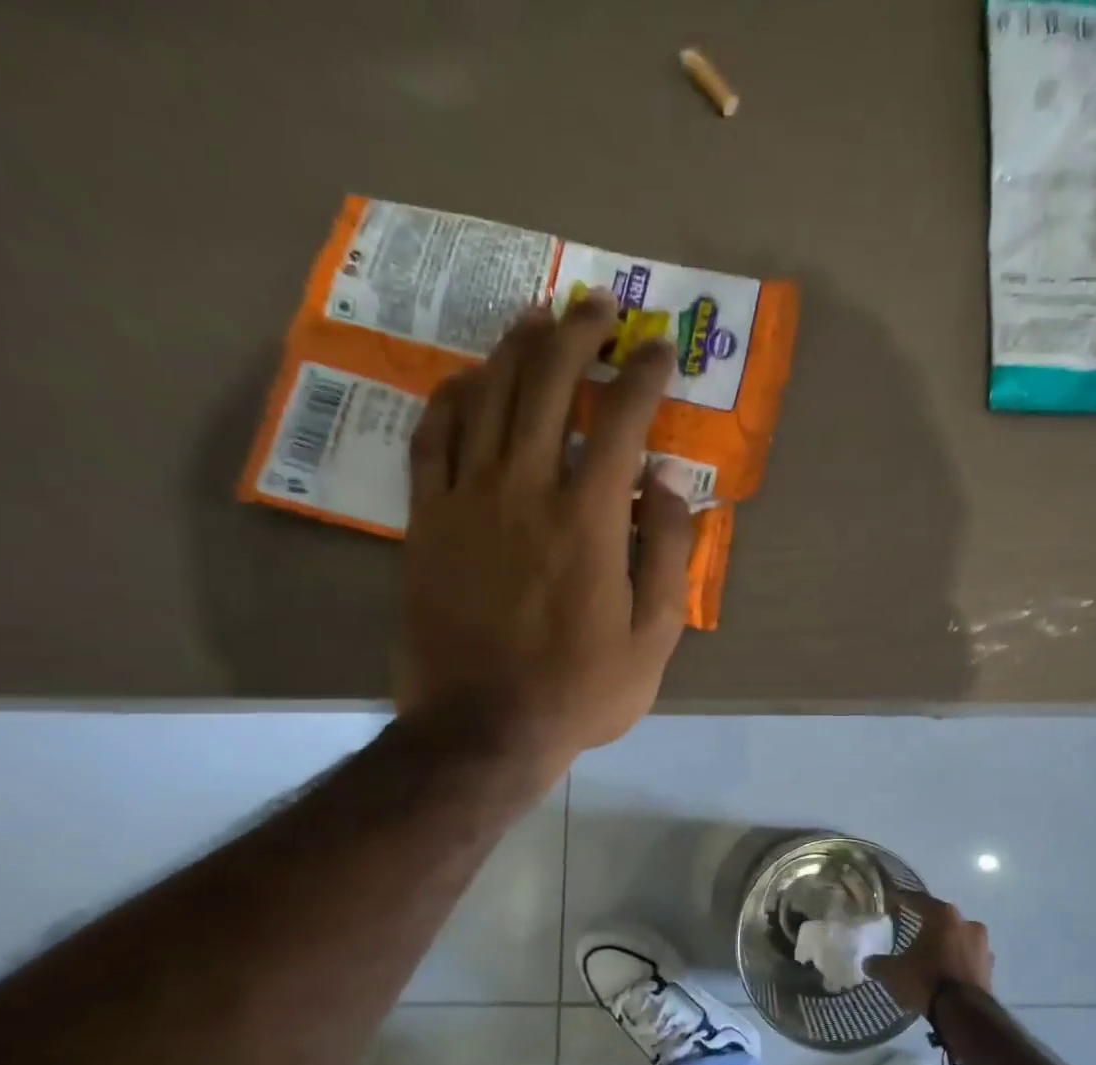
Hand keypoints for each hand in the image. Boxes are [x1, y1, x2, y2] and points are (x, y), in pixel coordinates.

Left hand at [397, 291, 693, 776]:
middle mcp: (526, 489)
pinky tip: (468, 379)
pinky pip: (433, 438)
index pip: (621, 420)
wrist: (484, 728)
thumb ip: (667, 554)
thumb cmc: (580, 690)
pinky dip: (452, 399)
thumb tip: (664, 485)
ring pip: (487, 397)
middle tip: (598, 305)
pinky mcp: (428, 521)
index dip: (644, 375)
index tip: (659, 351)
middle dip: (578, 334)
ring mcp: (468, 500)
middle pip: (547, 384)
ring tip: (539, 318)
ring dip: (516, 348)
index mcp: (588, 520)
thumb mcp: (654, 638)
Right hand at [867, 892, 994, 1015]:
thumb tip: (869, 962)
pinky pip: (968, 959)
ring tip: (931, 956)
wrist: (964, 1013)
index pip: (919, 900)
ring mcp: (982, 946)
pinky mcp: (989, 968)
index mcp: (943, 915)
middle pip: (943, 919)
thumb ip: (879, 963)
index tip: (893, 898)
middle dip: (929, 925)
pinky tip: (945, 973)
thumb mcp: (893, 972)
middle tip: (914, 930)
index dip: (904, 899)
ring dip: (947, 945)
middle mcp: (967, 923)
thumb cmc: (926, 980)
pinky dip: (957, 963)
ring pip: (959, 939)